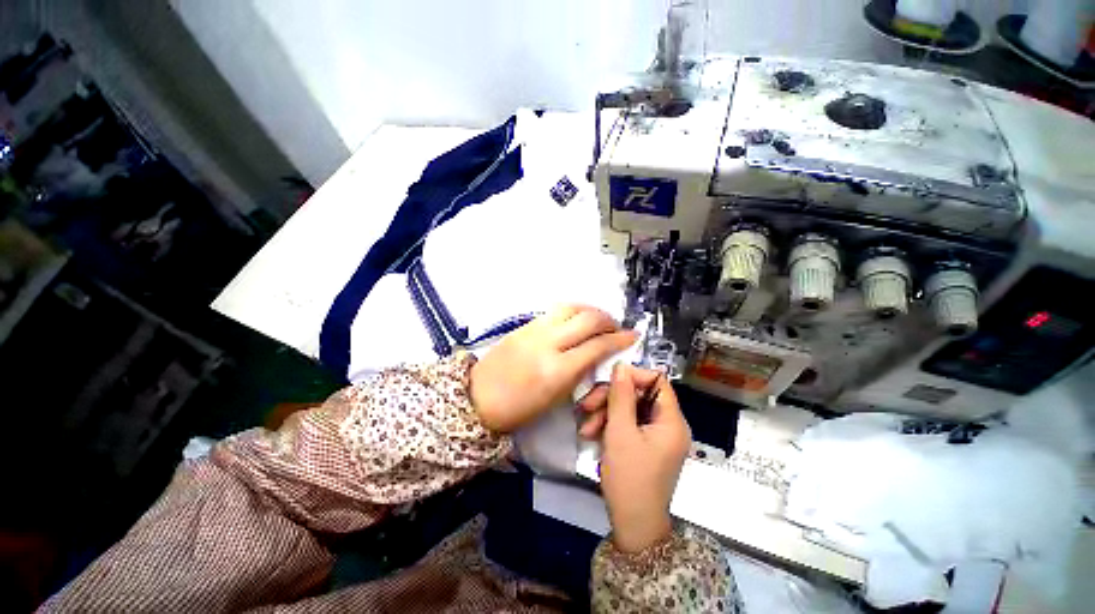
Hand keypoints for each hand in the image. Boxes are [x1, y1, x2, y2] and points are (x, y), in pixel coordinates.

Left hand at [469, 305, 636, 433]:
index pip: (597, 346)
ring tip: (598, 318)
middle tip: (616, 327)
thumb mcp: (555, 398)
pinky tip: (576, 318)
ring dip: (590, 309)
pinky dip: (572, 310)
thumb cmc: (518, 409)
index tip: (632, 336)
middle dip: (608, 320)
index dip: (619, 339)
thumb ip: (579, 373)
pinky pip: (554, 310)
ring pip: (570, 307)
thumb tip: (597, 354)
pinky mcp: (524, 324)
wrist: (477, 397)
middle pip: (587, 319)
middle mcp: (548, 343)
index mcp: (557, 370)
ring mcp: (534, 329)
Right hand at [583, 364, 690, 552]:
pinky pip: (627, 423)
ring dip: (605, 413)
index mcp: (671, 420)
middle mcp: (667, 424)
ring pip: (629, 408)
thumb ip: (620, 395)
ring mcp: (655, 435)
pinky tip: (591, 434)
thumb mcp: (620, 432)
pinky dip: (609, 425)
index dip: (633, 376)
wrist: (632, 526)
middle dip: (610, 398)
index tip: (608, 381)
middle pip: (638, 394)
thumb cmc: (629, 478)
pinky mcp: (644, 444)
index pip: (657, 381)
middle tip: (586, 405)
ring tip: (585, 427)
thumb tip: (621, 365)